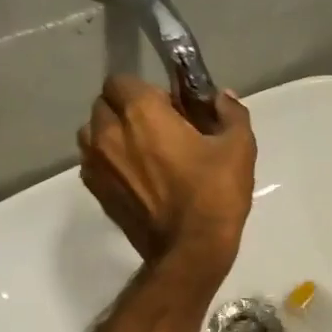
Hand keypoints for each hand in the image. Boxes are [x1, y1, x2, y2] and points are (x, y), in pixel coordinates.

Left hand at [78, 75, 256, 272]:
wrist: (190, 251)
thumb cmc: (214, 194)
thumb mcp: (238, 147)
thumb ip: (230, 112)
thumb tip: (222, 97)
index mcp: (141, 112)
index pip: (122, 80)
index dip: (147, 90)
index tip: (171, 108)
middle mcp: (109, 131)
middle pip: (104, 104)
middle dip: (127, 109)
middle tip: (159, 128)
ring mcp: (96, 163)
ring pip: (93, 132)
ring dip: (112, 133)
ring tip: (142, 153)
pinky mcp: (96, 191)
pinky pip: (94, 162)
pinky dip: (109, 161)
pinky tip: (137, 177)